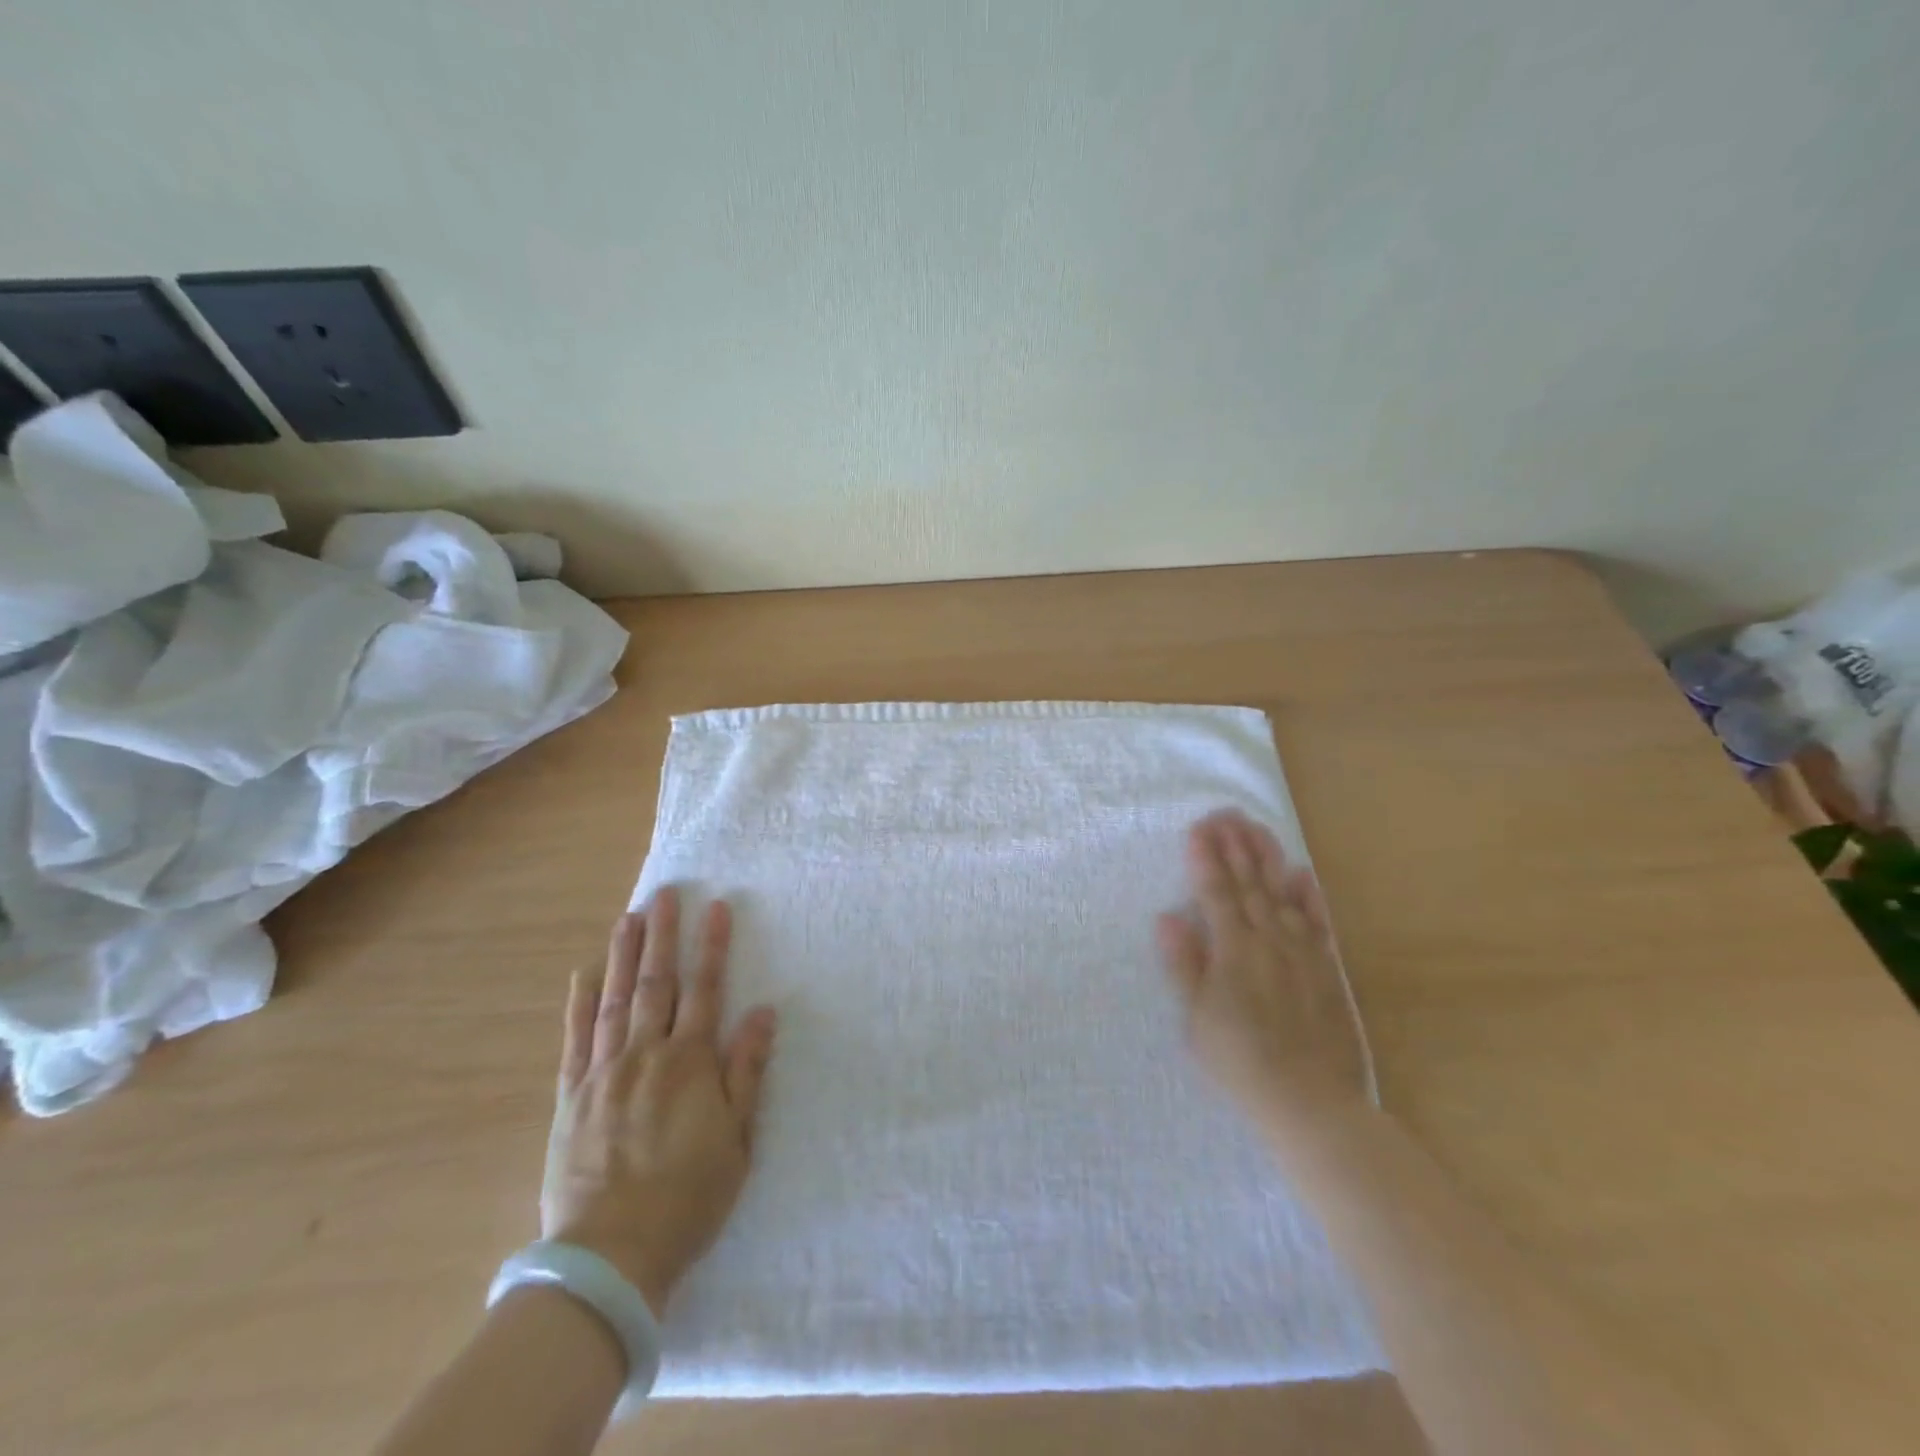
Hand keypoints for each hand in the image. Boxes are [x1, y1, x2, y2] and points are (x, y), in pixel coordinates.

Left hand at [541, 888, 777, 1314]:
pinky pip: (575, 1039)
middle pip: (657, 984)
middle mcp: (646, 1055)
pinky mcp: (571, 1096)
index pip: (705, 990)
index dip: (713, 947)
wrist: (611, 1257)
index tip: (716, 908)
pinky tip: (584, 973)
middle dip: (663, 936)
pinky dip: (580, 1003)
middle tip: (665, 895)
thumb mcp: (737, 1139)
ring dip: (623, 955)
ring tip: (629, 917)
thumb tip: (762, 1012)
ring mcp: (603, 1073)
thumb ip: (747, 1070)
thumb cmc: (688, 1197)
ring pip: (615, 1000)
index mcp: (690, 1063)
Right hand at [1156, 810, 1368, 1133]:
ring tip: (1256, 828)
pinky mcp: (1327, 969)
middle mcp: (1268, 940)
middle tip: (1226, 813)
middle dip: (1234, 846)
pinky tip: (1302, 873)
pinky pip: (1318, 922)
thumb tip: (1167, 916)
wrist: (1311, 1102)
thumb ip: (1184, 963)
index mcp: (1232, 950)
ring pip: (1282, 893)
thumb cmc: (1240, 1062)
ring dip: (1267, 858)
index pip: (1215, 893)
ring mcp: (1302, 952)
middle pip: (1248, 884)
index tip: (1198, 828)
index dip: (1205, 859)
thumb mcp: (1197, 1018)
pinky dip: (1309, 895)